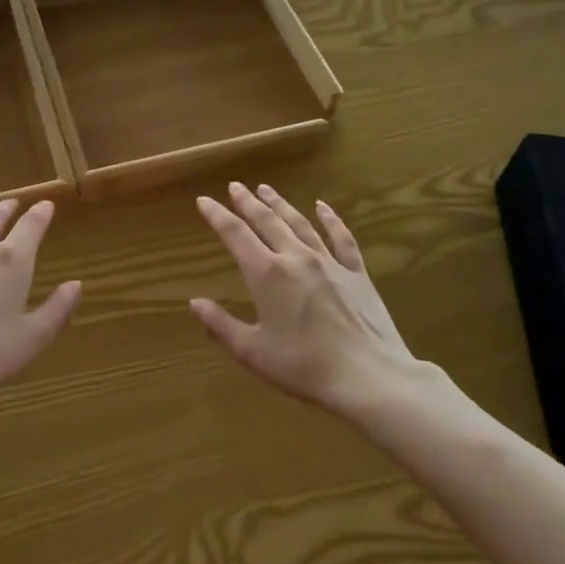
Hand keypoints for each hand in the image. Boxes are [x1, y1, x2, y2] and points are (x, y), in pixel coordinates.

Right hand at [191, 183, 443, 421]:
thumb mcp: (253, 352)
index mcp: (266, 274)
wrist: (370, 377)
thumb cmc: (305, 367)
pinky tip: (323, 207)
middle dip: (247, 202)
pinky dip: (330, 219)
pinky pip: (341, 237)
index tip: (203, 200)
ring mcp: (329, 262)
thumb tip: (195, 303)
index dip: (217, 215)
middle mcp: (295, 257)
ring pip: (299, 223)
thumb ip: (221, 325)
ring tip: (266, 189)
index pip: (235, 234)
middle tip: (235, 186)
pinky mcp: (356, 273)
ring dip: (280, 204)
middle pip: (267, 221)